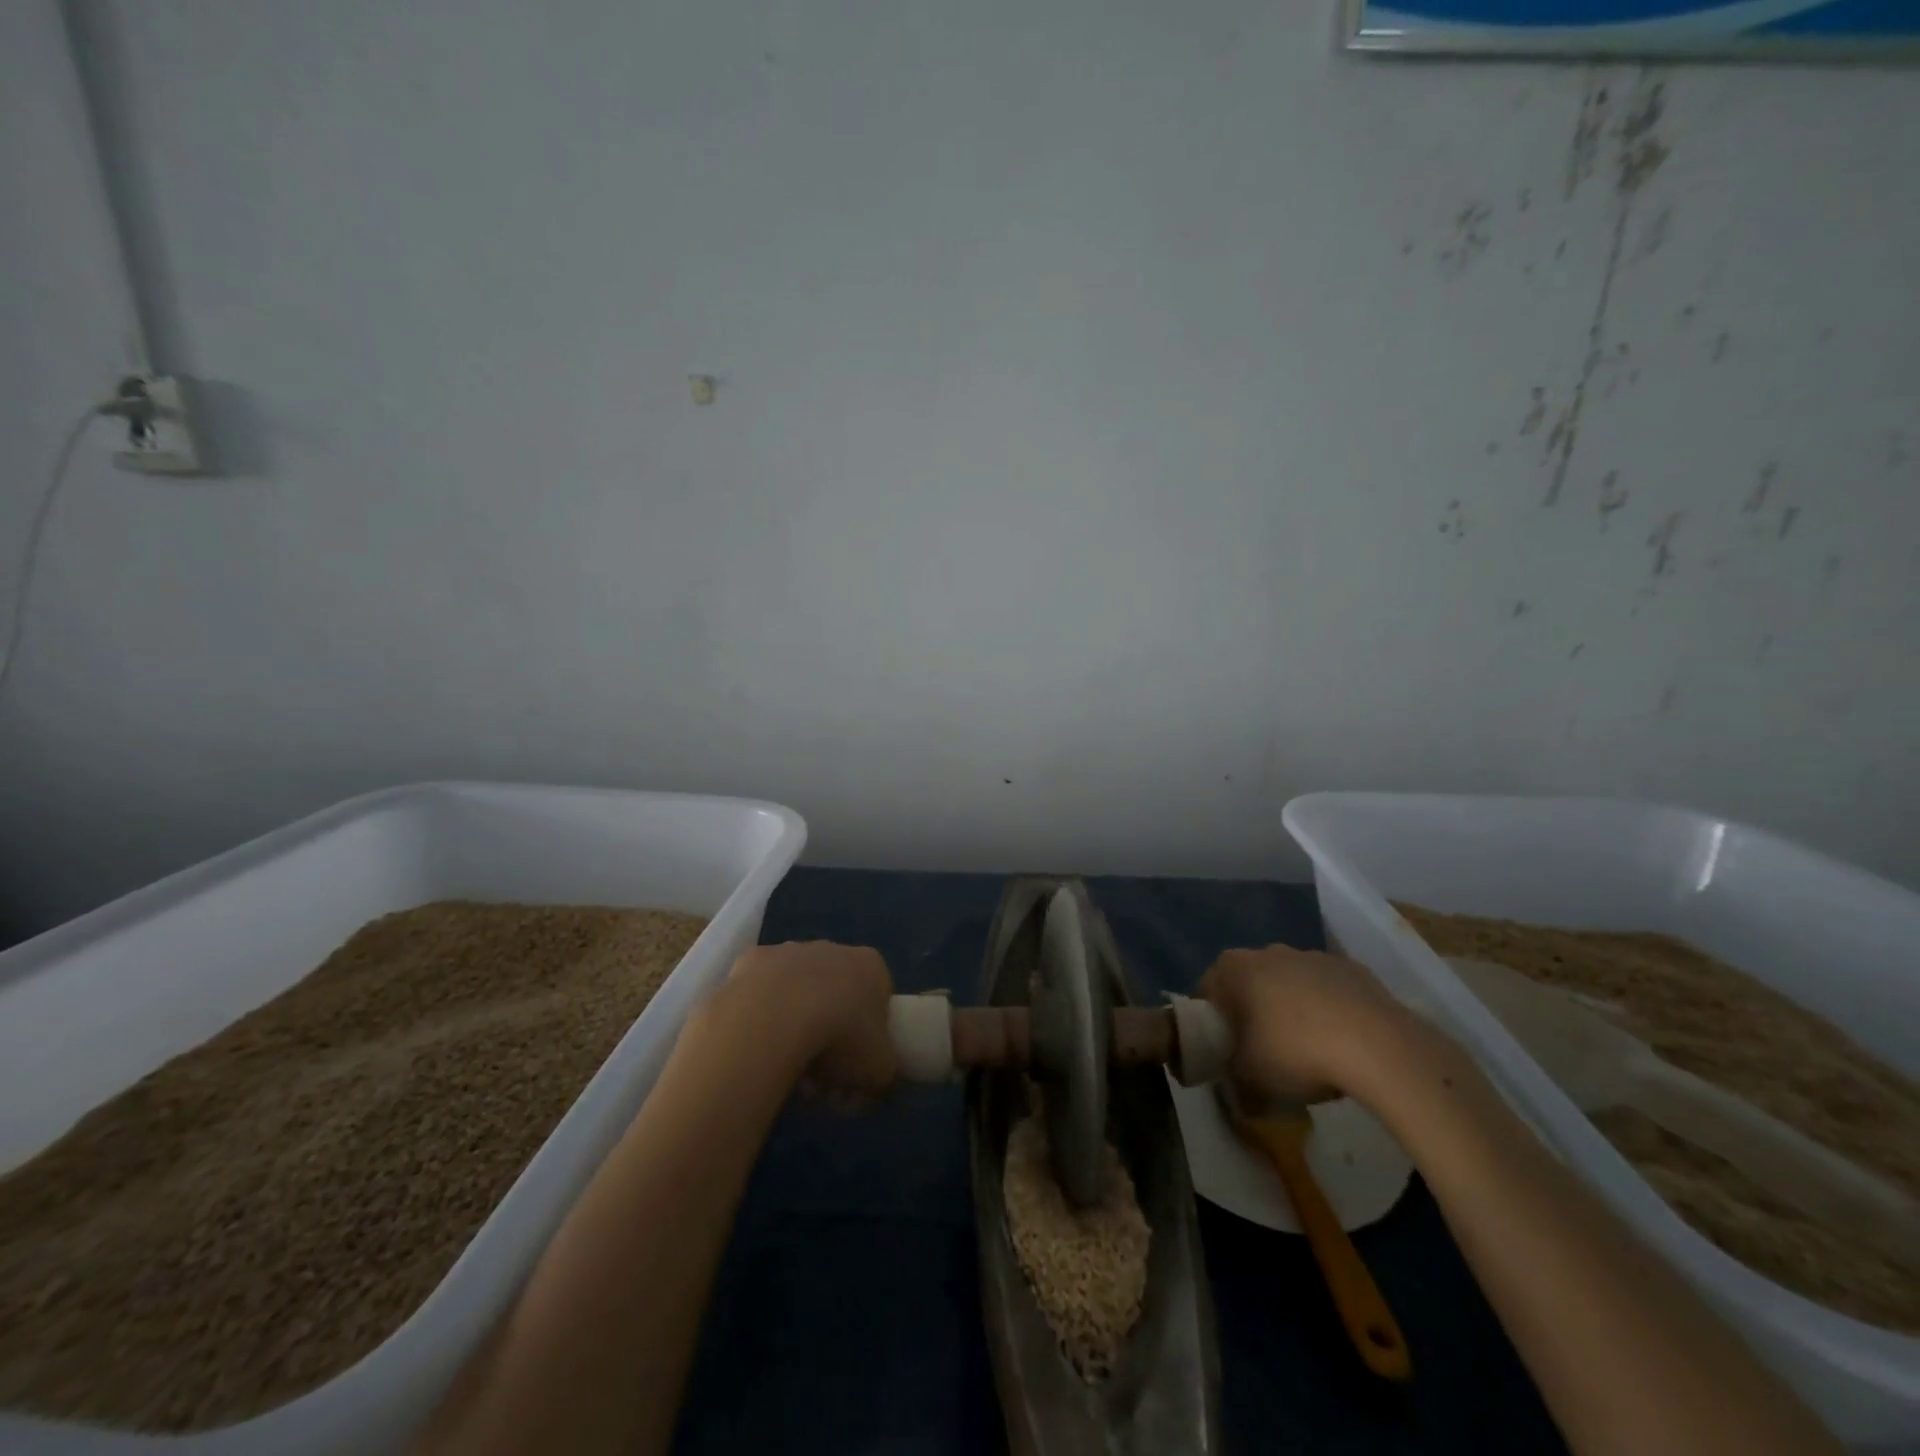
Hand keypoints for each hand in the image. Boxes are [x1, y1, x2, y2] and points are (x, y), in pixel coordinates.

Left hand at [723, 942, 895, 1105]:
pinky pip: (761, 993)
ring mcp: (790, 950)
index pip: (878, 999)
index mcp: (871, 966)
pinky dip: (760, 1016)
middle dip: (829, 1030)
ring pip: (797, 991)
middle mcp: (833, 949)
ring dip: (794, 1023)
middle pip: (836, 993)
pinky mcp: (752, 960)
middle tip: (818, 1073)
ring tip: (782, 1066)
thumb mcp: (880, 1070)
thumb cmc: (841, 1037)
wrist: (776, 1017)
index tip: (854, 1066)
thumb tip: (869, 1082)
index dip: (868, 1036)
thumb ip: (881, 1071)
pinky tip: (756, 1044)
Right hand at [1199, 945, 1420, 1102]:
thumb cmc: (1294, 1051)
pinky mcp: (1350, 968)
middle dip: (1253, 1013)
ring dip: (1292, 1010)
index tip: (1224, 1052)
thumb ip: (1232, 1081)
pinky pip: (1328, 990)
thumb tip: (1236, 1091)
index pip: (1207, 993)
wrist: (1376, 1045)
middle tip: (1264, 1053)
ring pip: (1291, 984)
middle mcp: (1267, 952)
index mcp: (1233, 968)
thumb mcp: (1250, 1079)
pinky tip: (1341, 1043)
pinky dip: (1329, 1011)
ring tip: (1309, 1051)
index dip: (1212, 1024)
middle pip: (1249, 984)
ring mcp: (1312, 955)